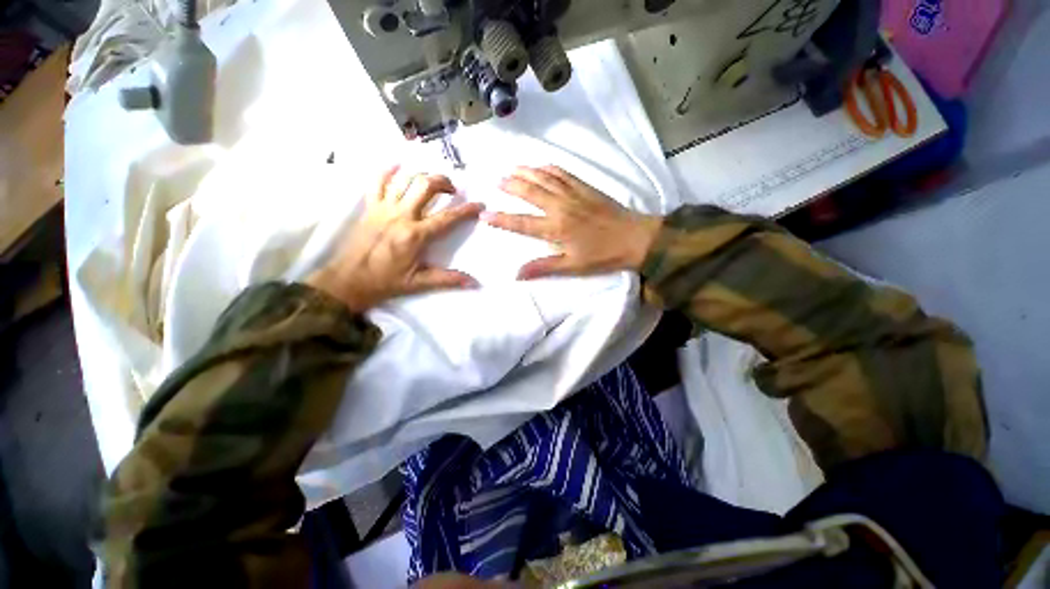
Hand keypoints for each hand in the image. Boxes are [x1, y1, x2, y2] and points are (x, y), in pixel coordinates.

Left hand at [307, 166, 482, 312]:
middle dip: (443, 182)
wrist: (348, 280)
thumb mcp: (420, 283)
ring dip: (422, 175)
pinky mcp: (369, 207)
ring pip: (404, 179)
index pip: (447, 218)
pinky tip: (398, 166)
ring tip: (431, 181)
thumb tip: (473, 283)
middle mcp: (401, 216)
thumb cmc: (386, 282)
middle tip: (452, 189)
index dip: (466, 210)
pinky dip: (388, 171)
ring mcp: (383, 208)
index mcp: (415, 235)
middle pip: (425, 186)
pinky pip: (377, 182)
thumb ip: (448, 279)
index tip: (479, 204)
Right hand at [482, 165, 661, 278]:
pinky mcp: (586, 188)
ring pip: (545, 179)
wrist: (636, 238)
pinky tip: (542, 165)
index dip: (502, 220)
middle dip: (511, 186)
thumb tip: (517, 274)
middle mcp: (560, 207)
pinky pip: (564, 173)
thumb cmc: (603, 256)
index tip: (485, 215)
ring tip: (512, 169)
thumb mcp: (573, 266)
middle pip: (530, 193)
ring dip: (527, 173)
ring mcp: (573, 194)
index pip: (522, 223)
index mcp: (556, 228)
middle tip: (497, 182)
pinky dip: (550, 168)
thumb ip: (544, 267)